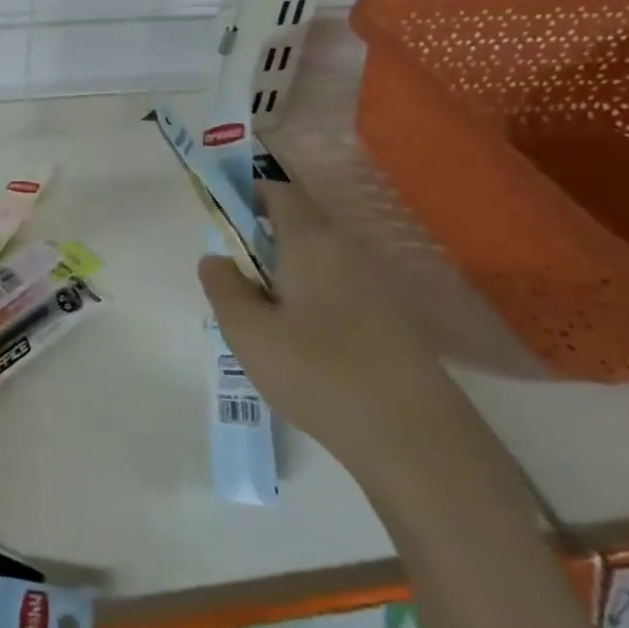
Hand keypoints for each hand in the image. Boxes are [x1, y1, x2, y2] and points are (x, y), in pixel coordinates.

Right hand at [198, 177, 458, 475]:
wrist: (412, 436)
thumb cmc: (317, 370)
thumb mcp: (247, 331)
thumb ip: (223, 287)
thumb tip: (216, 259)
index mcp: (311, 240)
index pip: (279, 191)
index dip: (247, 193)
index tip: (222, 217)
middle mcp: (349, 250)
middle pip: (301, 224)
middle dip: (263, 238)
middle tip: (235, 279)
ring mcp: (378, 284)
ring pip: (320, 259)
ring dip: (287, 272)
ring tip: (263, 316)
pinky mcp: (393, 318)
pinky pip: (341, 287)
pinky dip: (313, 297)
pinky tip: (303, 341)